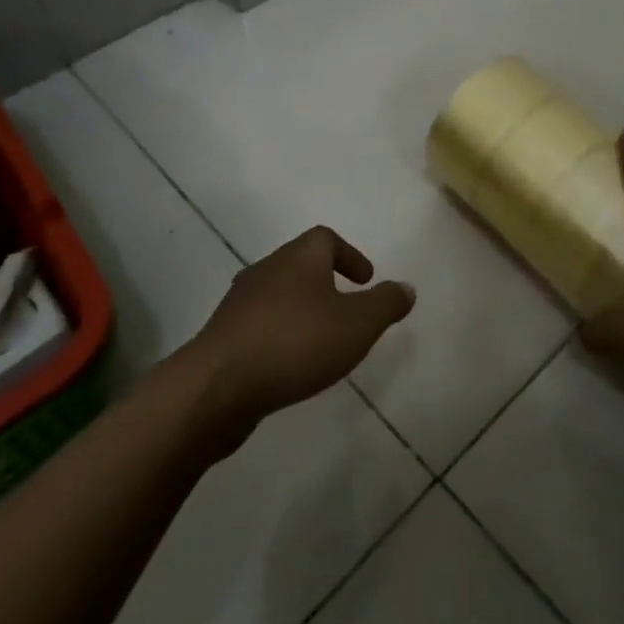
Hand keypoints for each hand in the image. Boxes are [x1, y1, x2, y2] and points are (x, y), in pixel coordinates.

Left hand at [184, 226, 415, 437]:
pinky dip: (280, 335)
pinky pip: (260, 325)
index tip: (365, 280)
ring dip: (301, 310)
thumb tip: (405, 287)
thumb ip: (385, 304)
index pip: (325, 238)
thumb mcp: (357, 324)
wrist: (218, 384)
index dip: (349, 255)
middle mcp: (267, 269)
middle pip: (300, 264)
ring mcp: (240, 302)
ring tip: (321, 340)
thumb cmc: (296, 343)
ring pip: (279, 295)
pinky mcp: (224, 335)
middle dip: (326, 283)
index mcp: (299, 257)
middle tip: (347, 309)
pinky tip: (289, 364)